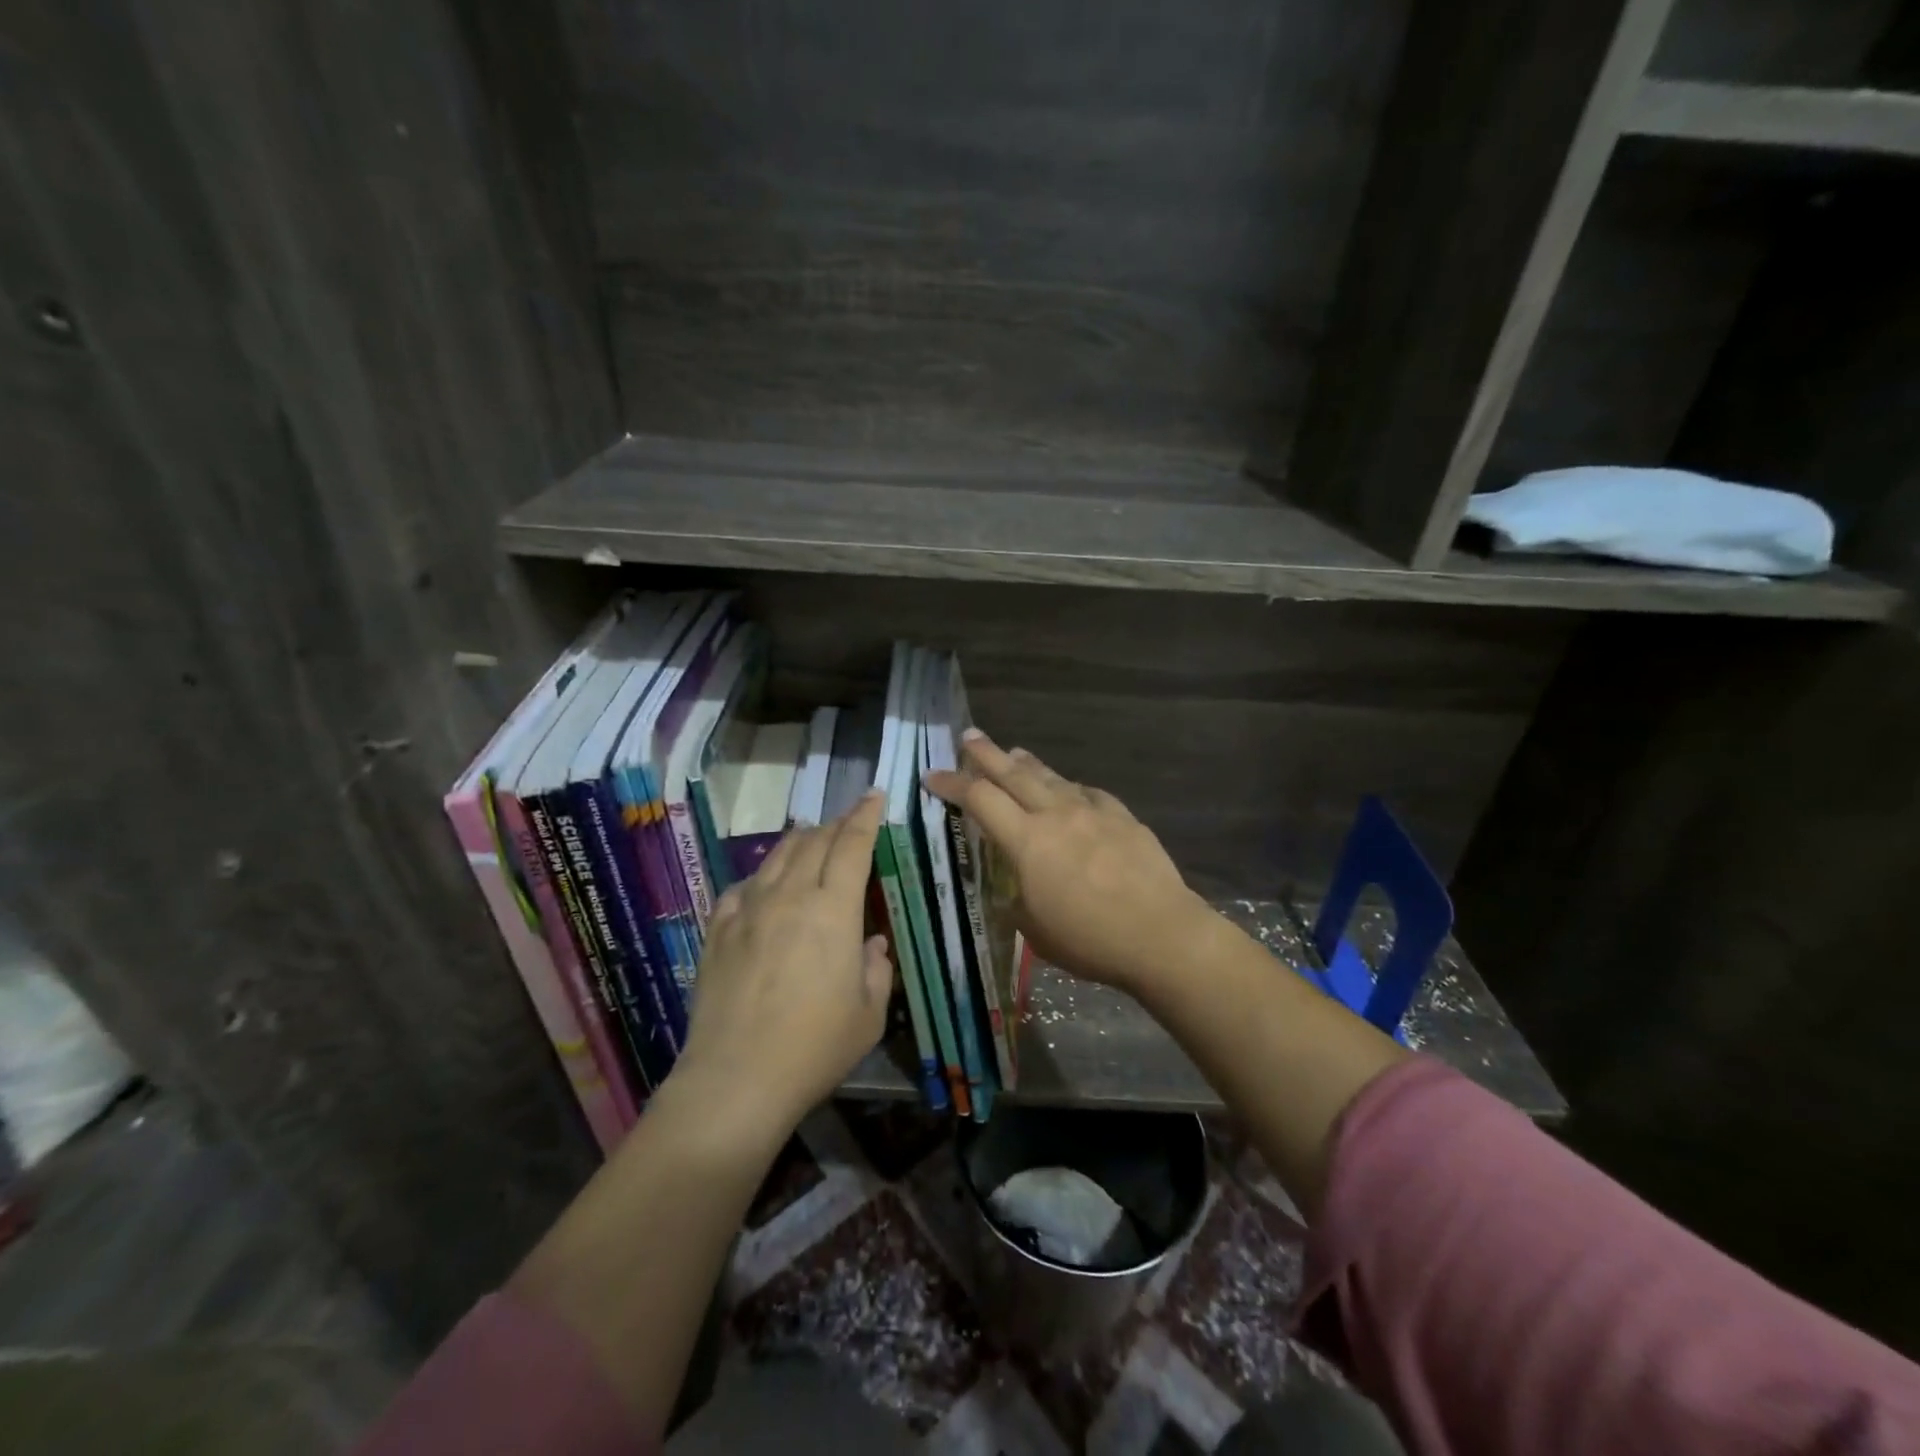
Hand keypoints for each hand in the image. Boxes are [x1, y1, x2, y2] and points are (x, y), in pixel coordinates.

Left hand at [671, 791, 892, 1142]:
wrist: (735, 1080)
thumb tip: (870, 944)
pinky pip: (741, 888)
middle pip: (814, 842)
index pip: (851, 845)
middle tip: (849, 822)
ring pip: (776, 856)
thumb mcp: (868, 1014)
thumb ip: (876, 969)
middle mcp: (789, 897)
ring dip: (800, 841)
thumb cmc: (814, 1048)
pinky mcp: (717, 931)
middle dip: (836, 824)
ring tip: (811, 839)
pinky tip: (764, 887)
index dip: (865, 816)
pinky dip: (761, 877)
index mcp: (832, 910)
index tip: (874, 796)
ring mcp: (747, 911)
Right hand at [925, 732, 1214, 996]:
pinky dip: (1070, 788)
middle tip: (968, 736)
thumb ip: (1017, 900)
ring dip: (1027, 764)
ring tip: (1013, 753)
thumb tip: (1014, 888)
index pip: (979, 800)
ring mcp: (1093, 811)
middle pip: (1013, 773)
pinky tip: (1070, 790)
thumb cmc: (1090, 940)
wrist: (1161, 934)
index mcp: (1027, 842)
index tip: (932, 776)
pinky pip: (1088, 793)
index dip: (952, 784)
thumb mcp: (1035, 930)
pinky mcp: (1122, 816)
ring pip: (1052, 777)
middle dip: (986, 754)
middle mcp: (1056, 815)